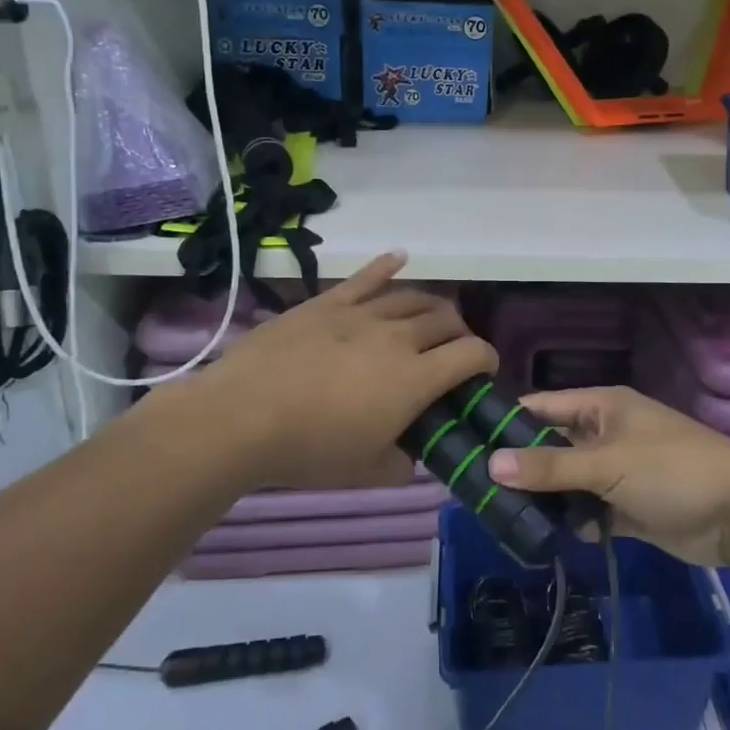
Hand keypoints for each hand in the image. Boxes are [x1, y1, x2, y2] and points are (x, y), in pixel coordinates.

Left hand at [187, 254, 496, 492]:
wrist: (242, 416)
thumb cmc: (310, 449)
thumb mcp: (367, 472)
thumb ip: (403, 464)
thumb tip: (412, 455)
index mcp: (416, 377)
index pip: (471, 354)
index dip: (487, 359)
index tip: (483, 371)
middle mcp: (398, 336)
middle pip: (446, 319)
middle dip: (460, 333)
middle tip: (453, 350)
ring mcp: (361, 313)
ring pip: (412, 297)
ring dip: (431, 306)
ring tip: (432, 317)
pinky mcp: (327, 303)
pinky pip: (365, 277)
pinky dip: (386, 265)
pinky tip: (400, 257)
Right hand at [488, 387, 729, 565]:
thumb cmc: (673, 470)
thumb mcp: (608, 463)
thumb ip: (550, 466)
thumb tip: (491, 465)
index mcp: (602, 407)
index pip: (541, 407)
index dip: (506, 424)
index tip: (465, 444)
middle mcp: (606, 434)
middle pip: (551, 447)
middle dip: (520, 468)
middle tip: (476, 493)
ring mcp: (618, 472)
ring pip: (568, 483)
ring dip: (545, 500)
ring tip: (501, 520)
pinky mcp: (628, 508)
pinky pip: (589, 512)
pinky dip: (573, 523)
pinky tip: (547, 539)